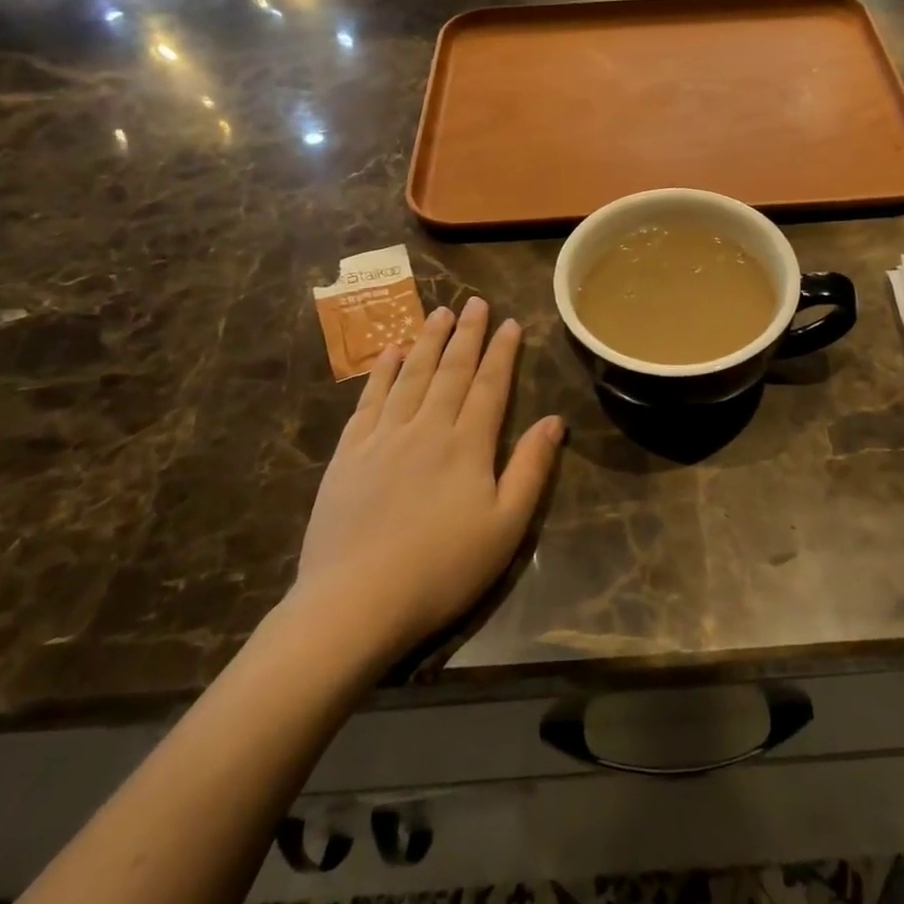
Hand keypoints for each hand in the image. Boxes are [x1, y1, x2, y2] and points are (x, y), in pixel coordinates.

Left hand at [293, 298, 563, 659]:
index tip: (510, 323)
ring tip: (439, 313)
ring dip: (427, 341)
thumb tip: (554, 420)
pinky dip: (381, 372)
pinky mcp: (348, 453)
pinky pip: (368, 400)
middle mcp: (426, 428)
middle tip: (476, 302)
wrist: (355, 601)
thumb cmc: (442, 569)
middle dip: (467, 334)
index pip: (490, 386)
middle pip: (451, 371)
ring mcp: (383, 437)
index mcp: (468, 445)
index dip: (502, 352)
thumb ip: (530, 469)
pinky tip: (388, 352)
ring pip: (410, 376)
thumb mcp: (505, 527)